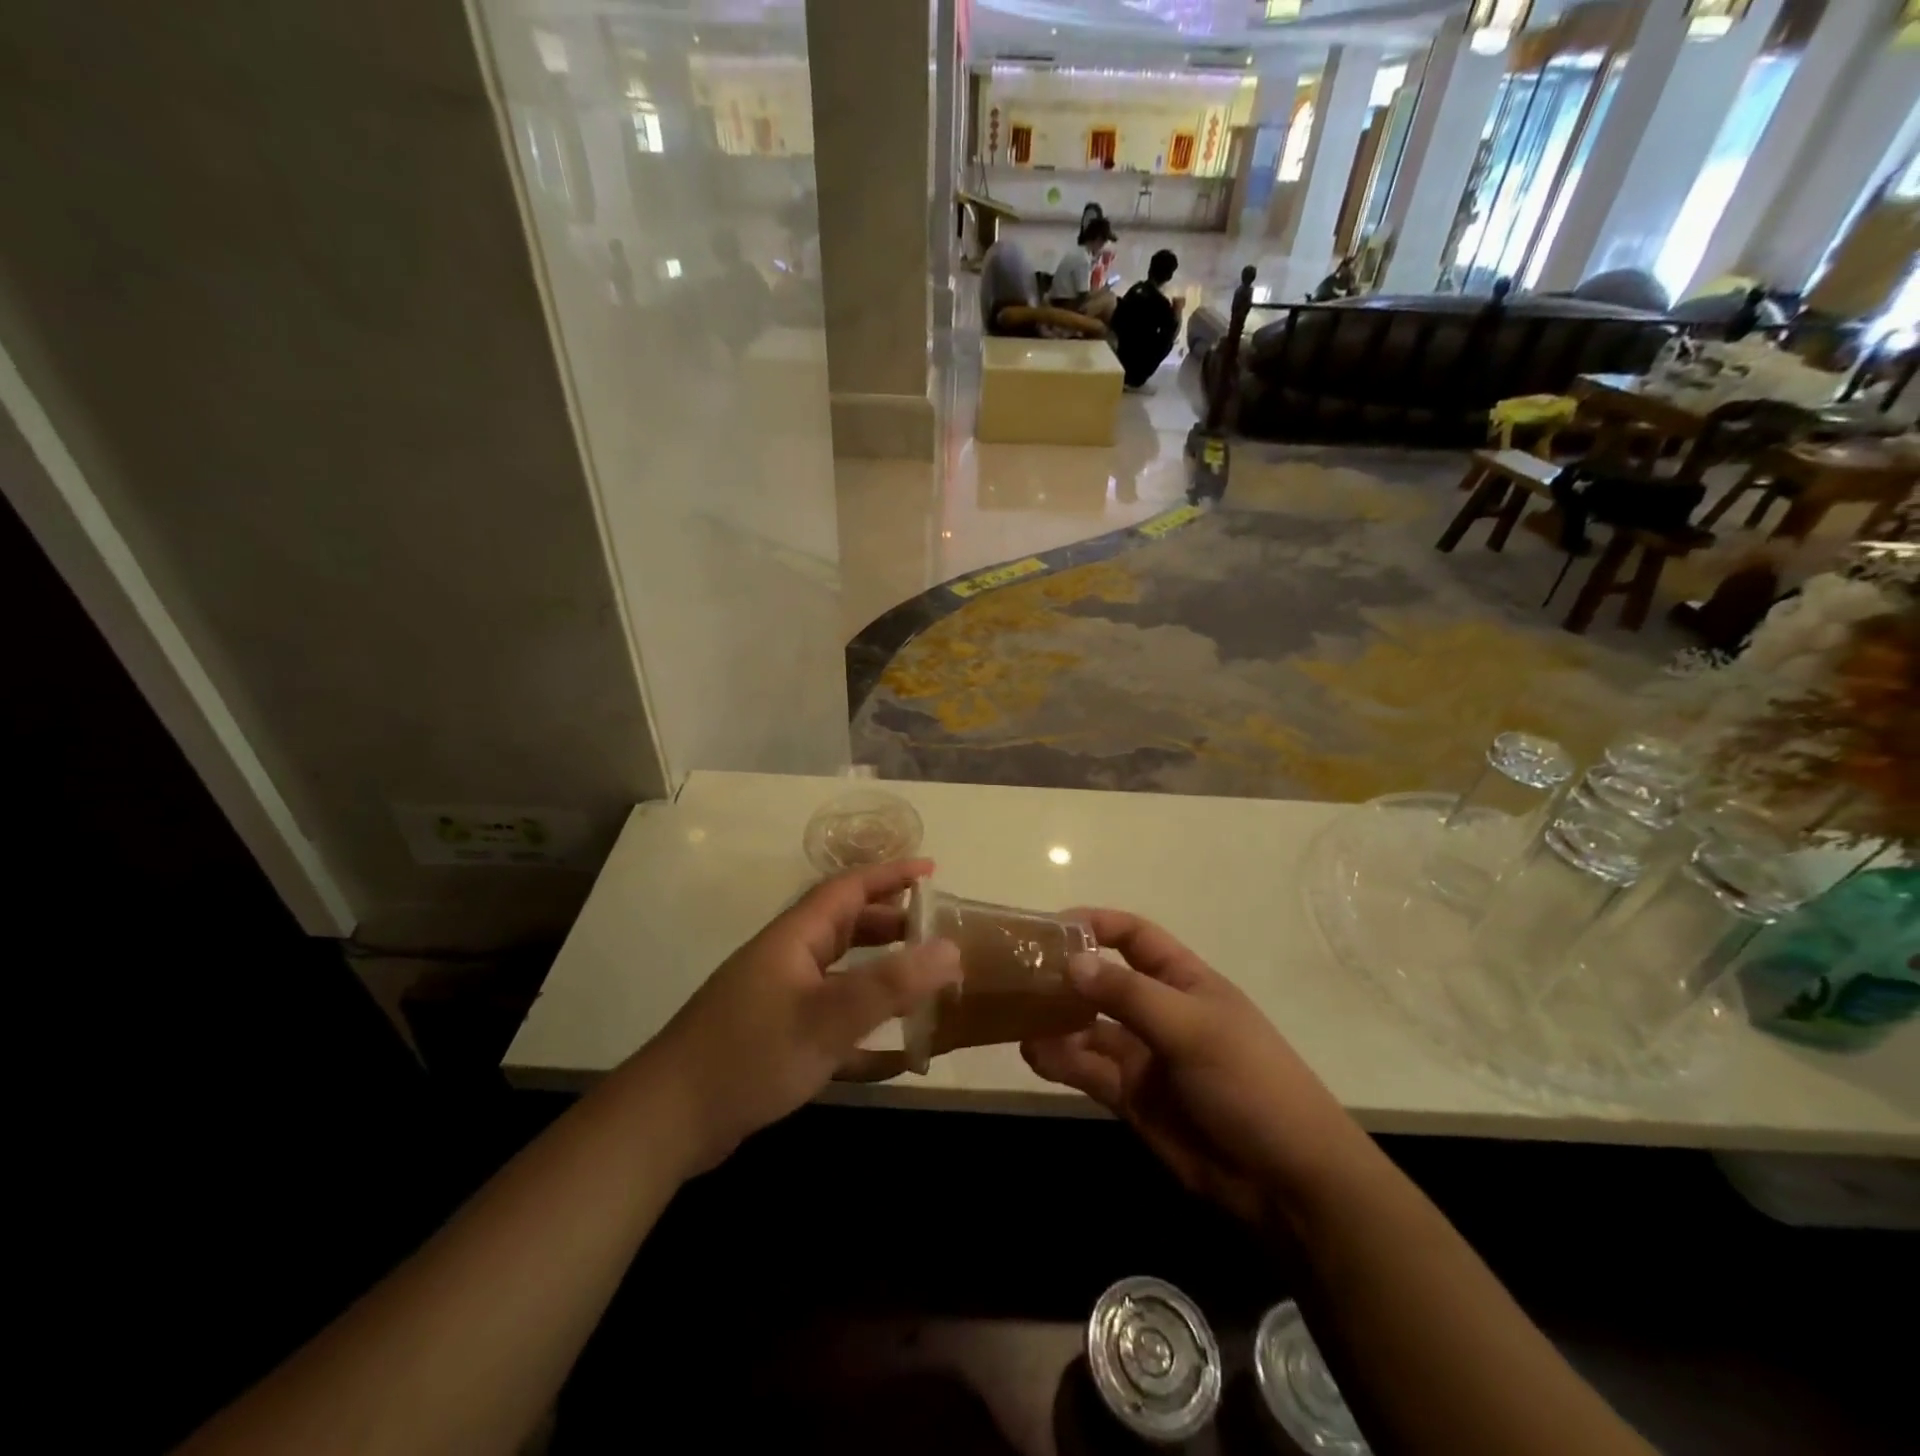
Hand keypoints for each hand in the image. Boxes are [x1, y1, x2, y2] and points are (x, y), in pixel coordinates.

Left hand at [640, 860, 959, 1172]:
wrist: (667, 1120)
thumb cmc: (750, 1055)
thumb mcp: (827, 1018)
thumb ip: (891, 984)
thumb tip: (951, 948)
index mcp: (795, 938)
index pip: (848, 889)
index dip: (890, 875)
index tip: (931, 869)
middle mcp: (787, 959)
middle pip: (845, 926)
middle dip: (890, 923)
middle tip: (934, 931)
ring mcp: (778, 999)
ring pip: (839, 972)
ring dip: (879, 972)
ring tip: (920, 981)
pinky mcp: (774, 1037)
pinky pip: (830, 1018)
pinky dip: (862, 1027)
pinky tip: (892, 1055)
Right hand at [1021, 910, 1362, 1225]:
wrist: (1286, 1182)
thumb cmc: (1250, 1083)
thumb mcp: (1193, 1028)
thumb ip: (1129, 995)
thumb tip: (1072, 961)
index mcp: (1184, 981)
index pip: (1135, 936)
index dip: (1097, 924)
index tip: (1051, 927)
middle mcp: (1160, 1011)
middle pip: (1104, 981)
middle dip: (1066, 974)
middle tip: (1017, 973)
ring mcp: (1144, 1056)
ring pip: (1088, 1027)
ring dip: (1056, 1020)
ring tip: (1018, 1016)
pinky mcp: (1132, 1098)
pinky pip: (1087, 1069)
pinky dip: (1060, 1060)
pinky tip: (1034, 1054)